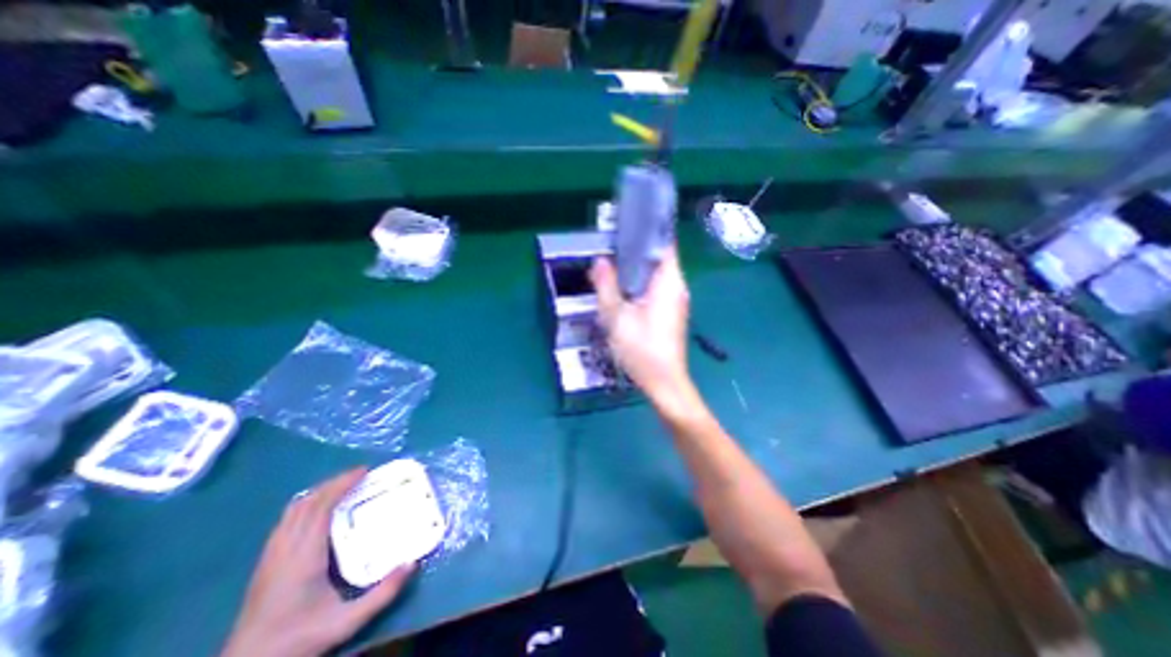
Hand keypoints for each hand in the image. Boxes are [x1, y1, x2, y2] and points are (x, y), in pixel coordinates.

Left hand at [221, 467, 412, 656]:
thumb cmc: (298, 640)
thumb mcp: (346, 623)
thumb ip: (382, 594)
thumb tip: (413, 563)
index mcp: (303, 556)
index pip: (321, 507)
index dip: (342, 484)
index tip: (364, 471)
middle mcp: (284, 549)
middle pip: (306, 502)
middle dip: (333, 482)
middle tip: (359, 474)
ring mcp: (270, 556)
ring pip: (293, 510)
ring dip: (319, 492)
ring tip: (342, 487)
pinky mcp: (265, 563)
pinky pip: (286, 521)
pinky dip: (306, 505)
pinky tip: (318, 510)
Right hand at [592, 245, 688, 404]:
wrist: (664, 383)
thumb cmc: (641, 349)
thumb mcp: (616, 317)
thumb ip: (606, 286)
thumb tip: (600, 260)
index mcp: (669, 282)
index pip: (664, 243)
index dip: (646, 231)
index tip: (625, 226)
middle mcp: (677, 287)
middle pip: (658, 258)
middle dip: (635, 251)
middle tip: (609, 247)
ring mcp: (676, 301)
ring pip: (656, 275)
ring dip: (635, 269)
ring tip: (612, 265)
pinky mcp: (671, 314)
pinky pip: (655, 290)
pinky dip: (640, 285)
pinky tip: (622, 290)